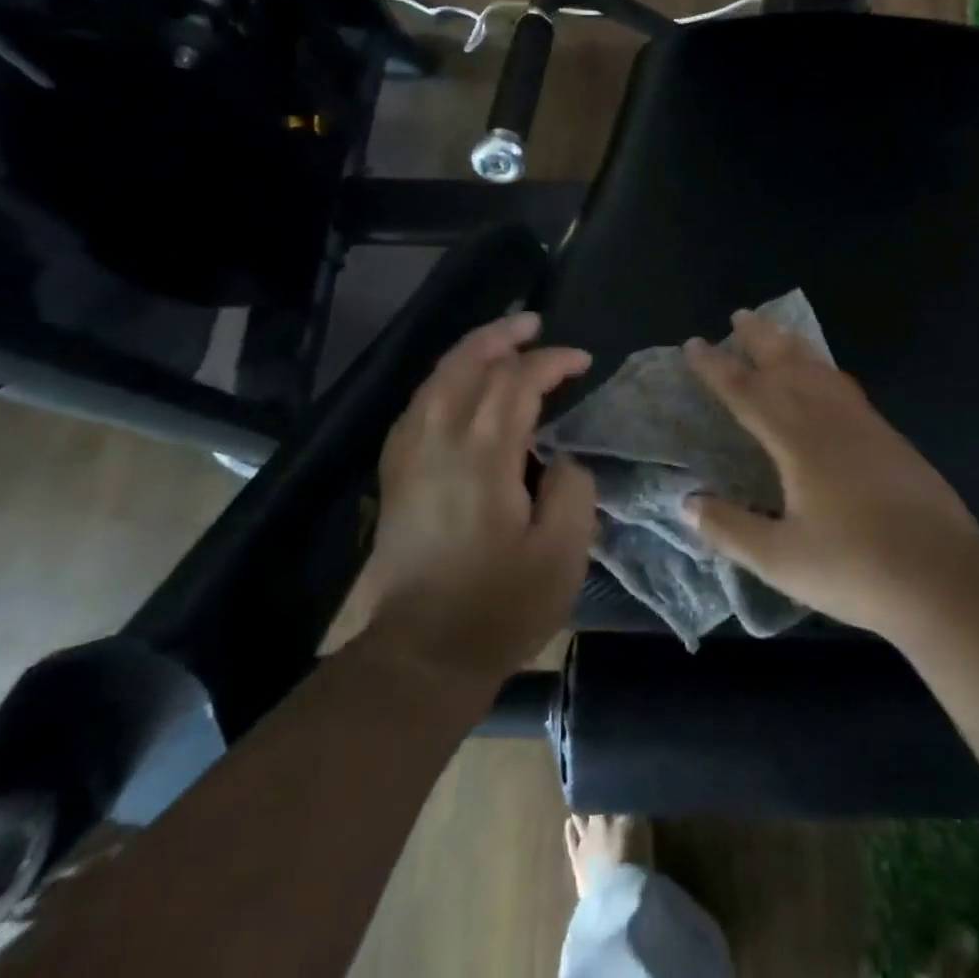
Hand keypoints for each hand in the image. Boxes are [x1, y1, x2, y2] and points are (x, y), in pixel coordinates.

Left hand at [324, 312, 596, 686]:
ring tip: (501, 341)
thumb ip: (573, 490)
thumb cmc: (499, 606)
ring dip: (470, 351)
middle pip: (466, 364)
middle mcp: (440, 441)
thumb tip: (560, 457)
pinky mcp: (397, 475)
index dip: (552, 362)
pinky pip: (418, 405)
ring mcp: (410, 456)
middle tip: (534, 323)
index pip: (517, 382)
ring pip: (436, 379)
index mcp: (483, 456)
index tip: (582, 361)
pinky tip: (458, 387)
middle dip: (503, 335)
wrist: (421, 655)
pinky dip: (443, 380)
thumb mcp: (562, 554)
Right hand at [683, 310, 978, 635]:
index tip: (695, 343)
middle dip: (761, 339)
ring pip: (822, 371)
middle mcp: (829, 420)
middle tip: (741, 314)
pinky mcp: (890, 437)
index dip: (718, 367)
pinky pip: (846, 387)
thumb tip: (686, 503)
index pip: (748, 393)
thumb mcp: (781, 560)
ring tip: (779, 331)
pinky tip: (828, 377)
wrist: (942, 575)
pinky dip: (826, 370)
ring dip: (795, 347)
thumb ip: (731, 528)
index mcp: (798, 442)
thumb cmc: (855, 568)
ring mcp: (865, 425)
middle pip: (789, 366)